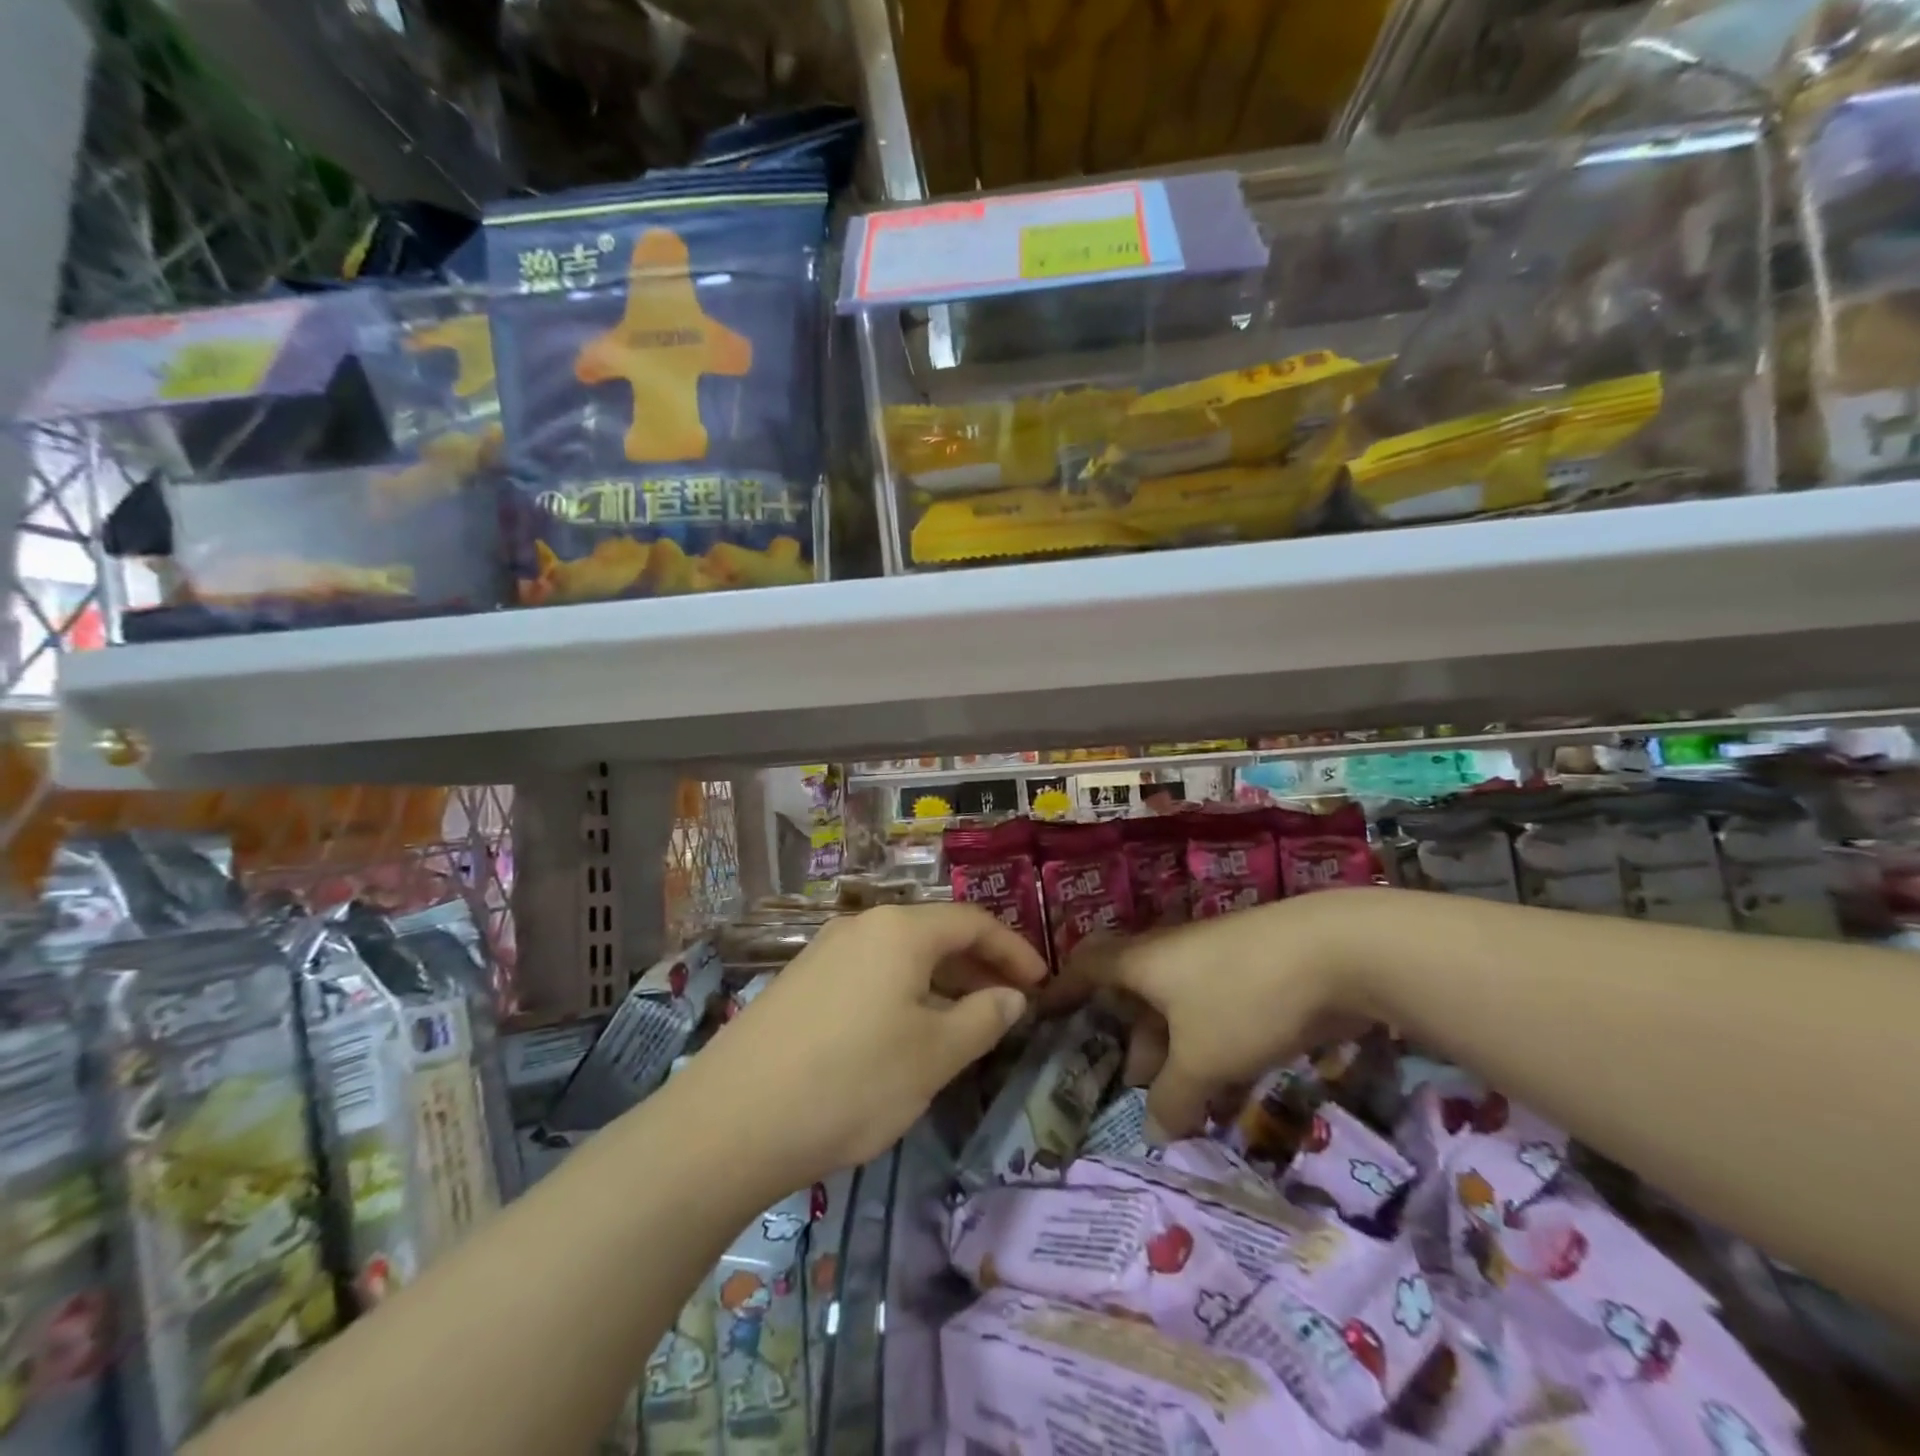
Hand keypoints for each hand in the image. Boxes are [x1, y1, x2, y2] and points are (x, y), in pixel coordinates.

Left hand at [687, 903, 1046, 1193]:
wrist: (731, 1121)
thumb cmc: (851, 1081)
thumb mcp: (933, 1055)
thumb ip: (983, 1018)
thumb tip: (1011, 996)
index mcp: (900, 930)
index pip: (973, 922)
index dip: (1014, 950)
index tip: (1042, 984)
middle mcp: (861, 926)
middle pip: (935, 934)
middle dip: (979, 966)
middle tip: (1010, 1005)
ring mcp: (824, 952)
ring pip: (901, 956)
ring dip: (941, 982)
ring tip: (965, 1023)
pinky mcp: (800, 982)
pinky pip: (870, 974)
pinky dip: (903, 993)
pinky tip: (905, 1034)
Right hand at [1054, 895, 1368, 1138]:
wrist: (1337, 952)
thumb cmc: (1244, 998)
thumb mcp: (1202, 1058)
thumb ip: (1173, 1097)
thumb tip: (1155, 1131)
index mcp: (1143, 962)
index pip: (1086, 967)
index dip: (1063, 989)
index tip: (1045, 1013)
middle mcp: (1171, 955)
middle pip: (1134, 993)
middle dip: (1129, 1038)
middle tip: (1128, 1083)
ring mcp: (1215, 963)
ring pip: (1180, 1010)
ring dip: (1175, 1053)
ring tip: (1180, 1102)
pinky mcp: (1255, 976)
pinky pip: (1217, 1015)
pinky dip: (1212, 1050)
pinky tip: (1230, 1092)